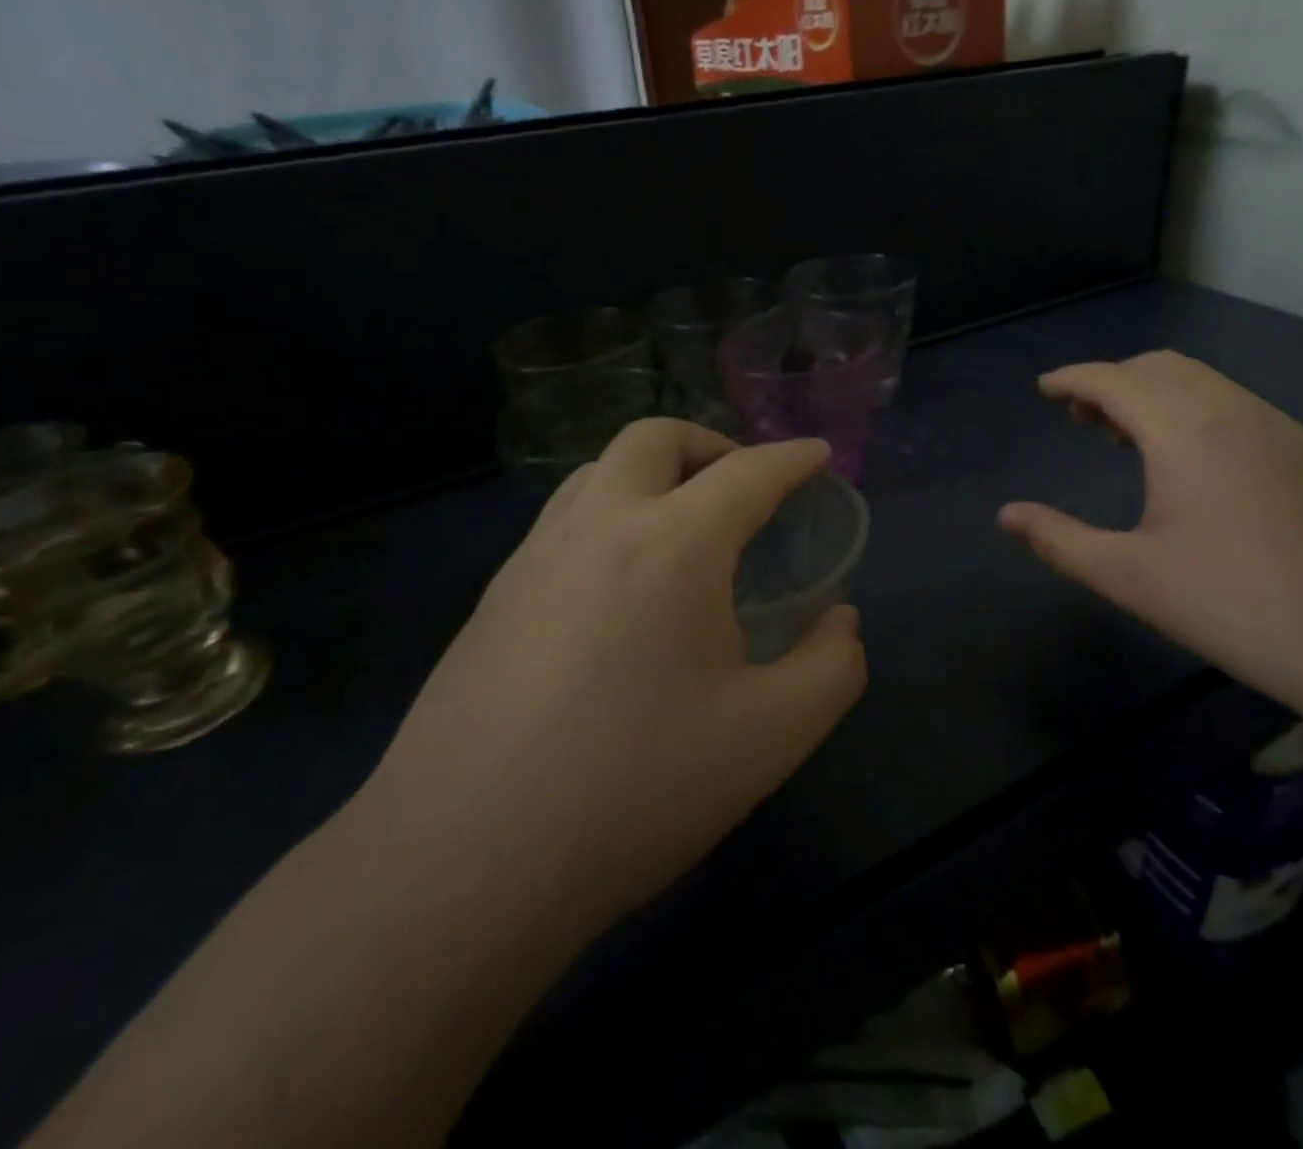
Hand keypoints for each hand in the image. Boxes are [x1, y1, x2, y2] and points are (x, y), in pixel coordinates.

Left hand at [365, 421, 866, 929]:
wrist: (461, 864)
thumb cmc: (634, 790)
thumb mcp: (770, 738)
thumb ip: (831, 668)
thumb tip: (840, 622)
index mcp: (672, 545)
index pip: (747, 473)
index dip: (792, 459)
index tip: (817, 454)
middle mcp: (598, 526)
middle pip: (655, 438)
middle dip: (712, 444)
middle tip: (745, 487)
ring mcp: (533, 557)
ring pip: (598, 471)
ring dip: (652, 474)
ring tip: (684, 527)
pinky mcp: (493, 597)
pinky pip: (563, 520)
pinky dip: (609, 515)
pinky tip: (621, 585)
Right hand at [998, 351, 1302, 713]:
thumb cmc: (1234, 605)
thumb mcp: (1129, 577)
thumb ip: (1058, 539)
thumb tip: (1006, 516)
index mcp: (1184, 430)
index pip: (1114, 380)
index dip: (1072, 379)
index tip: (1045, 389)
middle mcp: (1234, 411)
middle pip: (1160, 367)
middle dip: (1113, 381)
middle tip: (1082, 418)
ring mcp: (1282, 429)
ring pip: (1204, 384)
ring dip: (1157, 395)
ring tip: (1128, 439)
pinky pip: (1237, 407)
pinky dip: (1196, 412)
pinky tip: (1194, 465)